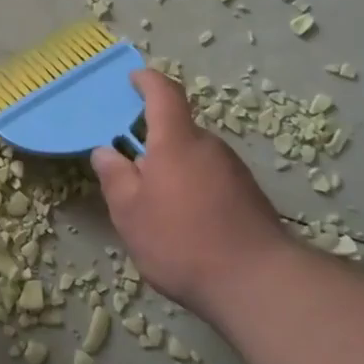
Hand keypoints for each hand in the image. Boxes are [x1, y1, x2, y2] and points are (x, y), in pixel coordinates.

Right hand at [91, 69, 293, 310]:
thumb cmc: (181, 240)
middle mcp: (209, 146)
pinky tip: (184, 223)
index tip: (133, 79)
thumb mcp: (130, 212)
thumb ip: (114, 176)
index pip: (164, 93)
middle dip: (152, 142)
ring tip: (154, 206)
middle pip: (177, 130)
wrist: (257, 283)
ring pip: (194, 157)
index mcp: (176, 141)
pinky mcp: (248, 196)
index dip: (147, 81)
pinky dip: (192, 188)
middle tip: (129, 170)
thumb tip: (105, 151)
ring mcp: (234, 171)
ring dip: (172, 169)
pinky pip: (210, 179)